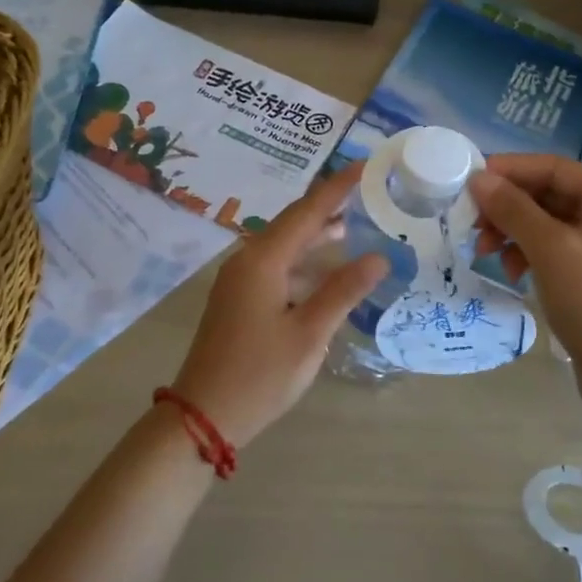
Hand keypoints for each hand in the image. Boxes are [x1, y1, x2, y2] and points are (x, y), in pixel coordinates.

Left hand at [171, 165, 389, 446]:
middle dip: (329, 205)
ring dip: (317, 234)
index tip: (365, 164)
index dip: (338, 187)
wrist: (202, 416)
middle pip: (293, 222)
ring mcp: (239, 279)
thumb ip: (343, 290)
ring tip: (354, 223)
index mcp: (263, 260)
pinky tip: (325, 270)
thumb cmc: (260, 374)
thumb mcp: (309, 333)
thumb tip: (378, 256)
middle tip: (365, 191)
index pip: (308, 211)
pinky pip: (276, 264)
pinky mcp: (239, 298)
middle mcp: (248, 259)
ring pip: (284, 244)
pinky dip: (304, 260)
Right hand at [469, 155, 581, 416]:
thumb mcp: (550, 251)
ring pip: (547, 222)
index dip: (510, 170)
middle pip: (550, 195)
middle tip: (471, 224)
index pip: (555, 168)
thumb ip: (513, 209)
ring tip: (485, 252)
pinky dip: (527, 252)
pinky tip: (510, 270)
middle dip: (508, 207)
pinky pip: (553, 247)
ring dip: (513, 231)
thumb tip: (478, 178)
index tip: (469, 181)